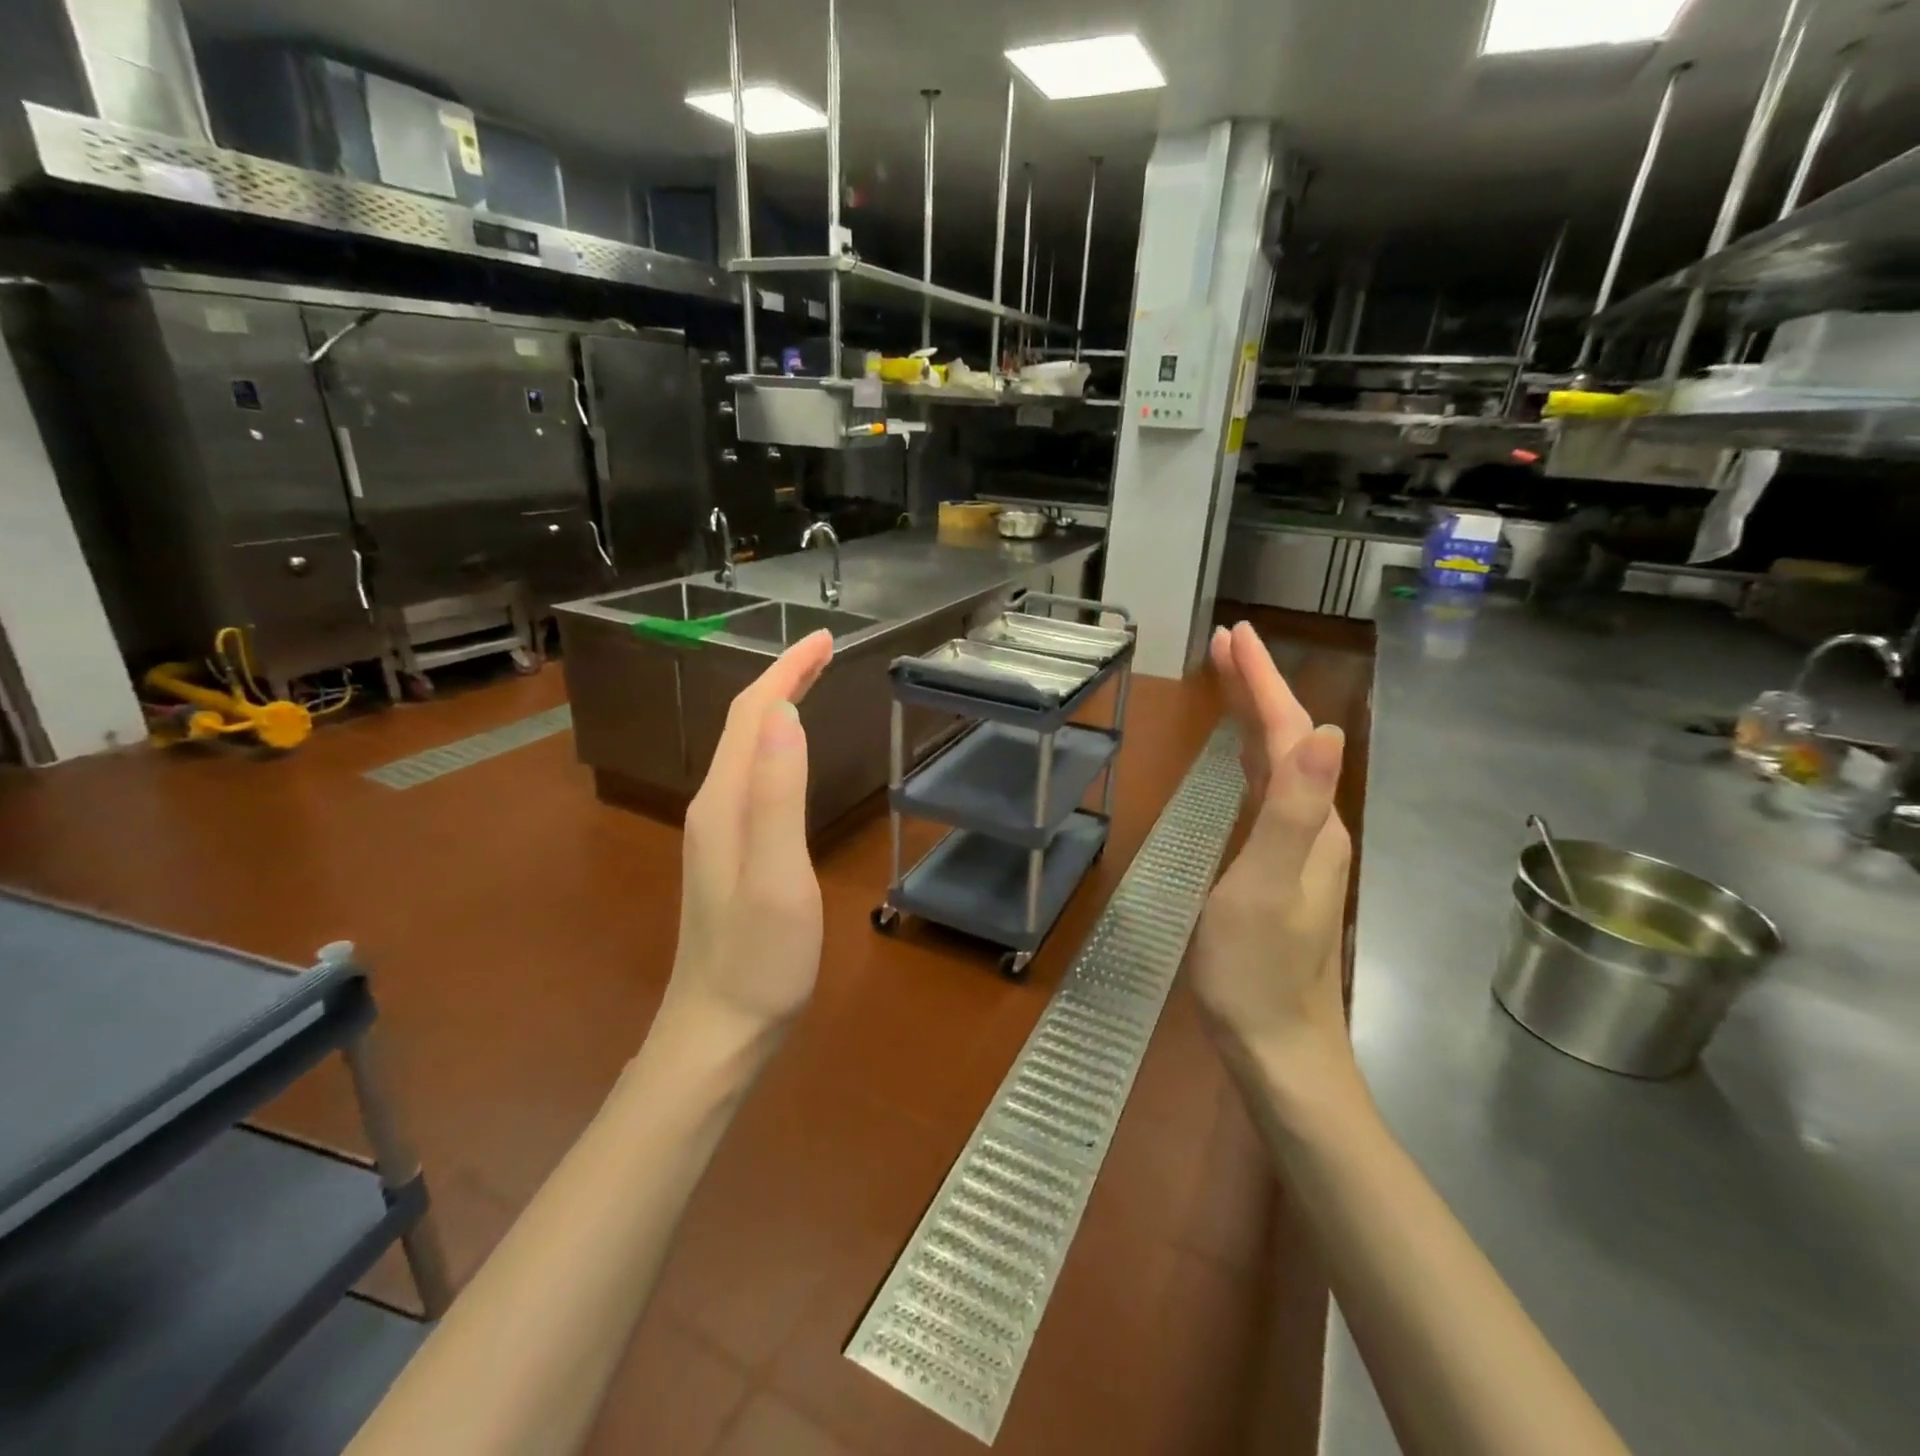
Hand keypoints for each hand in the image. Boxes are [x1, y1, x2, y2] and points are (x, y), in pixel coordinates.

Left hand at [660, 630, 834, 1048]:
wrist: (718, 1030)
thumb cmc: (759, 959)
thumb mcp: (777, 876)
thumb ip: (779, 793)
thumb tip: (786, 711)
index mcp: (725, 801)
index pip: (753, 713)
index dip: (786, 669)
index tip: (825, 638)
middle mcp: (714, 805)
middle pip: (746, 723)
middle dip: (782, 677)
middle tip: (825, 651)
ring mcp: (718, 830)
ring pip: (747, 748)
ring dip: (778, 707)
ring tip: (812, 684)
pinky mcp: (730, 853)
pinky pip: (752, 776)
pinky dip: (776, 745)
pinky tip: (792, 754)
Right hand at [1193, 625, 1355, 1097]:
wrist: (1277, 1046)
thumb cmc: (1258, 970)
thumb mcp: (1266, 888)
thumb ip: (1292, 811)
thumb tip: (1324, 732)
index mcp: (1311, 821)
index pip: (1289, 732)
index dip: (1262, 682)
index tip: (1233, 635)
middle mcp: (1314, 825)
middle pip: (1288, 739)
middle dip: (1259, 686)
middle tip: (1225, 644)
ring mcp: (1299, 848)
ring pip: (1279, 763)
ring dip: (1255, 716)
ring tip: (1229, 681)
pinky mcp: (1278, 866)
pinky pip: (1266, 791)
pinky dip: (1251, 757)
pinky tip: (1239, 759)